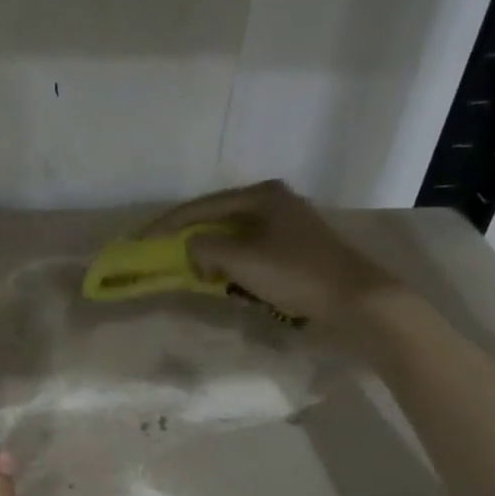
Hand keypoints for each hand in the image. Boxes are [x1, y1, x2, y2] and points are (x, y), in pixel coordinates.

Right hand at [137, 179, 400, 336]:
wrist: (355, 300)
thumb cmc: (296, 273)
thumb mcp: (241, 259)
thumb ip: (204, 249)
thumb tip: (191, 248)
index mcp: (260, 196)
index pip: (201, 207)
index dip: (166, 225)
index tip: (140, 241)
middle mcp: (273, 203)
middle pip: (217, 219)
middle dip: (190, 240)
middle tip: (162, 257)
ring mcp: (286, 227)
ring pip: (233, 238)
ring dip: (212, 256)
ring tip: (192, 273)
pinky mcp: (294, 251)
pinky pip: (250, 254)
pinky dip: (232, 266)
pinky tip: (225, 282)